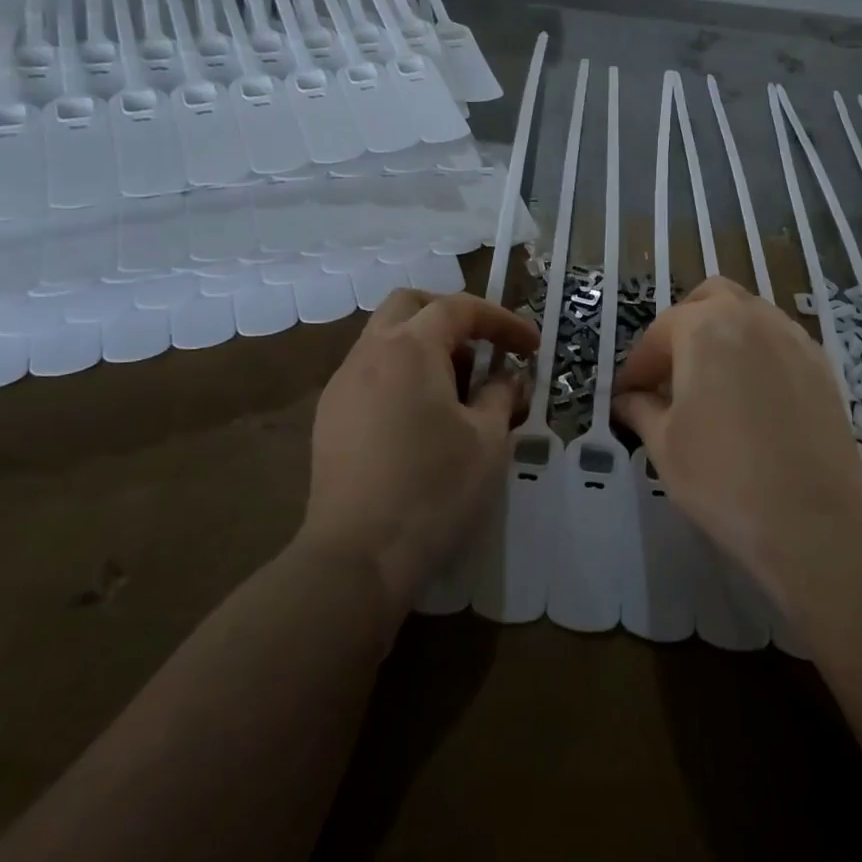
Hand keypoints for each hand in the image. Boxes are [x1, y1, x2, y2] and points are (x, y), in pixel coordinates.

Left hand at [305, 290, 537, 610]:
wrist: (357, 557)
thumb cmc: (434, 489)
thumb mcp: (488, 441)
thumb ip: (501, 396)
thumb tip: (507, 379)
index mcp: (409, 348)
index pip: (460, 309)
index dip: (502, 321)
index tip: (531, 347)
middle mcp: (369, 353)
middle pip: (410, 305)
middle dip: (453, 316)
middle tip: (484, 349)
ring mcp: (342, 384)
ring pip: (385, 337)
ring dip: (426, 346)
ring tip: (458, 389)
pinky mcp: (329, 417)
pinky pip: (370, 372)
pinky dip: (402, 374)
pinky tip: (421, 417)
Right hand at [614, 278, 861, 602]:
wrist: (811, 518)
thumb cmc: (722, 477)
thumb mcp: (664, 444)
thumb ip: (640, 409)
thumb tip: (627, 399)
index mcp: (704, 327)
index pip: (659, 334)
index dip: (637, 366)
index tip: (627, 396)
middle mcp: (750, 317)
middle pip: (709, 300)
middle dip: (684, 327)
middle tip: (671, 373)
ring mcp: (792, 337)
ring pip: (749, 315)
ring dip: (723, 335)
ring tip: (712, 383)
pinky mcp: (821, 364)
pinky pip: (779, 341)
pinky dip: (757, 353)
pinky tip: (752, 397)